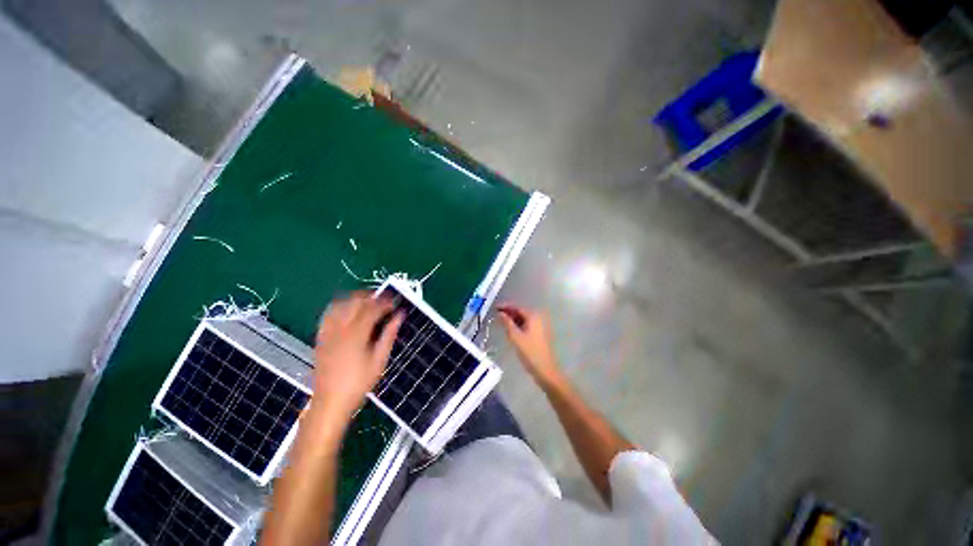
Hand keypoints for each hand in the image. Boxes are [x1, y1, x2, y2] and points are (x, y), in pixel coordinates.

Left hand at [312, 292, 402, 420]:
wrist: (330, 402)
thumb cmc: (359, 383)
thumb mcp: (380, 360)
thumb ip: (389, 334)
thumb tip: (400, 315)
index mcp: (356, 334)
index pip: (372, 308)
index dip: (385, 302)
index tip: (395, 302)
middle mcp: (339, 329)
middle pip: (355, 302)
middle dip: (371, 297)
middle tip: (384, 301)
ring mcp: (327, 332)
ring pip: (340, 304)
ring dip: (355, 299)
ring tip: (368, 303)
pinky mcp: (320, 337)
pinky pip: (329, 313)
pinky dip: (341, 307)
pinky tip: (349, 311)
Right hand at [496, 304, 561, 384]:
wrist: (545, 369)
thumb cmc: (530, 352)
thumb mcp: (515, 336)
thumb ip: (507, 323)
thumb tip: (500, 313)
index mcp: (533, 316)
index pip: (517, 307)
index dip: (505, 307)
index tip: (495, 308)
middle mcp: (538, 318)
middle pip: (521, 312)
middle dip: (509, 313)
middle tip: (496, 315)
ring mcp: (540, 325)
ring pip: (524, 318)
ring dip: (513, 319)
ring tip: (502, 322)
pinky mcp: (540, 333)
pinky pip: (527, 324)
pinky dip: (519, 324)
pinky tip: (511, 329)